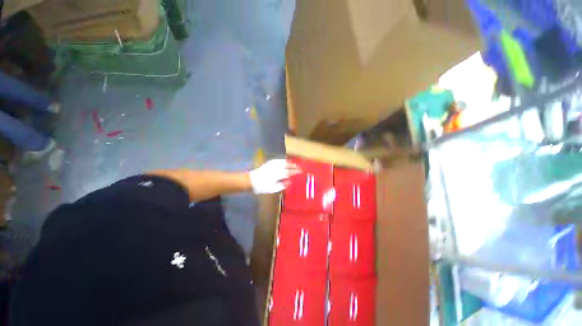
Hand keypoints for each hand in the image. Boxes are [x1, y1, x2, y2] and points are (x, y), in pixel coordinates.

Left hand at [249, 159, 300, 193]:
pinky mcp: (268, 163)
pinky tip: (284, 161)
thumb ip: (282, 185)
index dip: (295, 171)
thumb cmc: (262, 187)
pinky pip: (277, 160)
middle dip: (293, 165)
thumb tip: (290, 181)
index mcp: (277, 174)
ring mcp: (271, 164)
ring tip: (293, 163)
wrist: (251, 181)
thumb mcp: (273, 189)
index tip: (300, 171)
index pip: (288, 172)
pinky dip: (283, 160)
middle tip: (299, 166)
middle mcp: (275, 168)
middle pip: (286, 165)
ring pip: (282, 161)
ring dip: (289, 162)